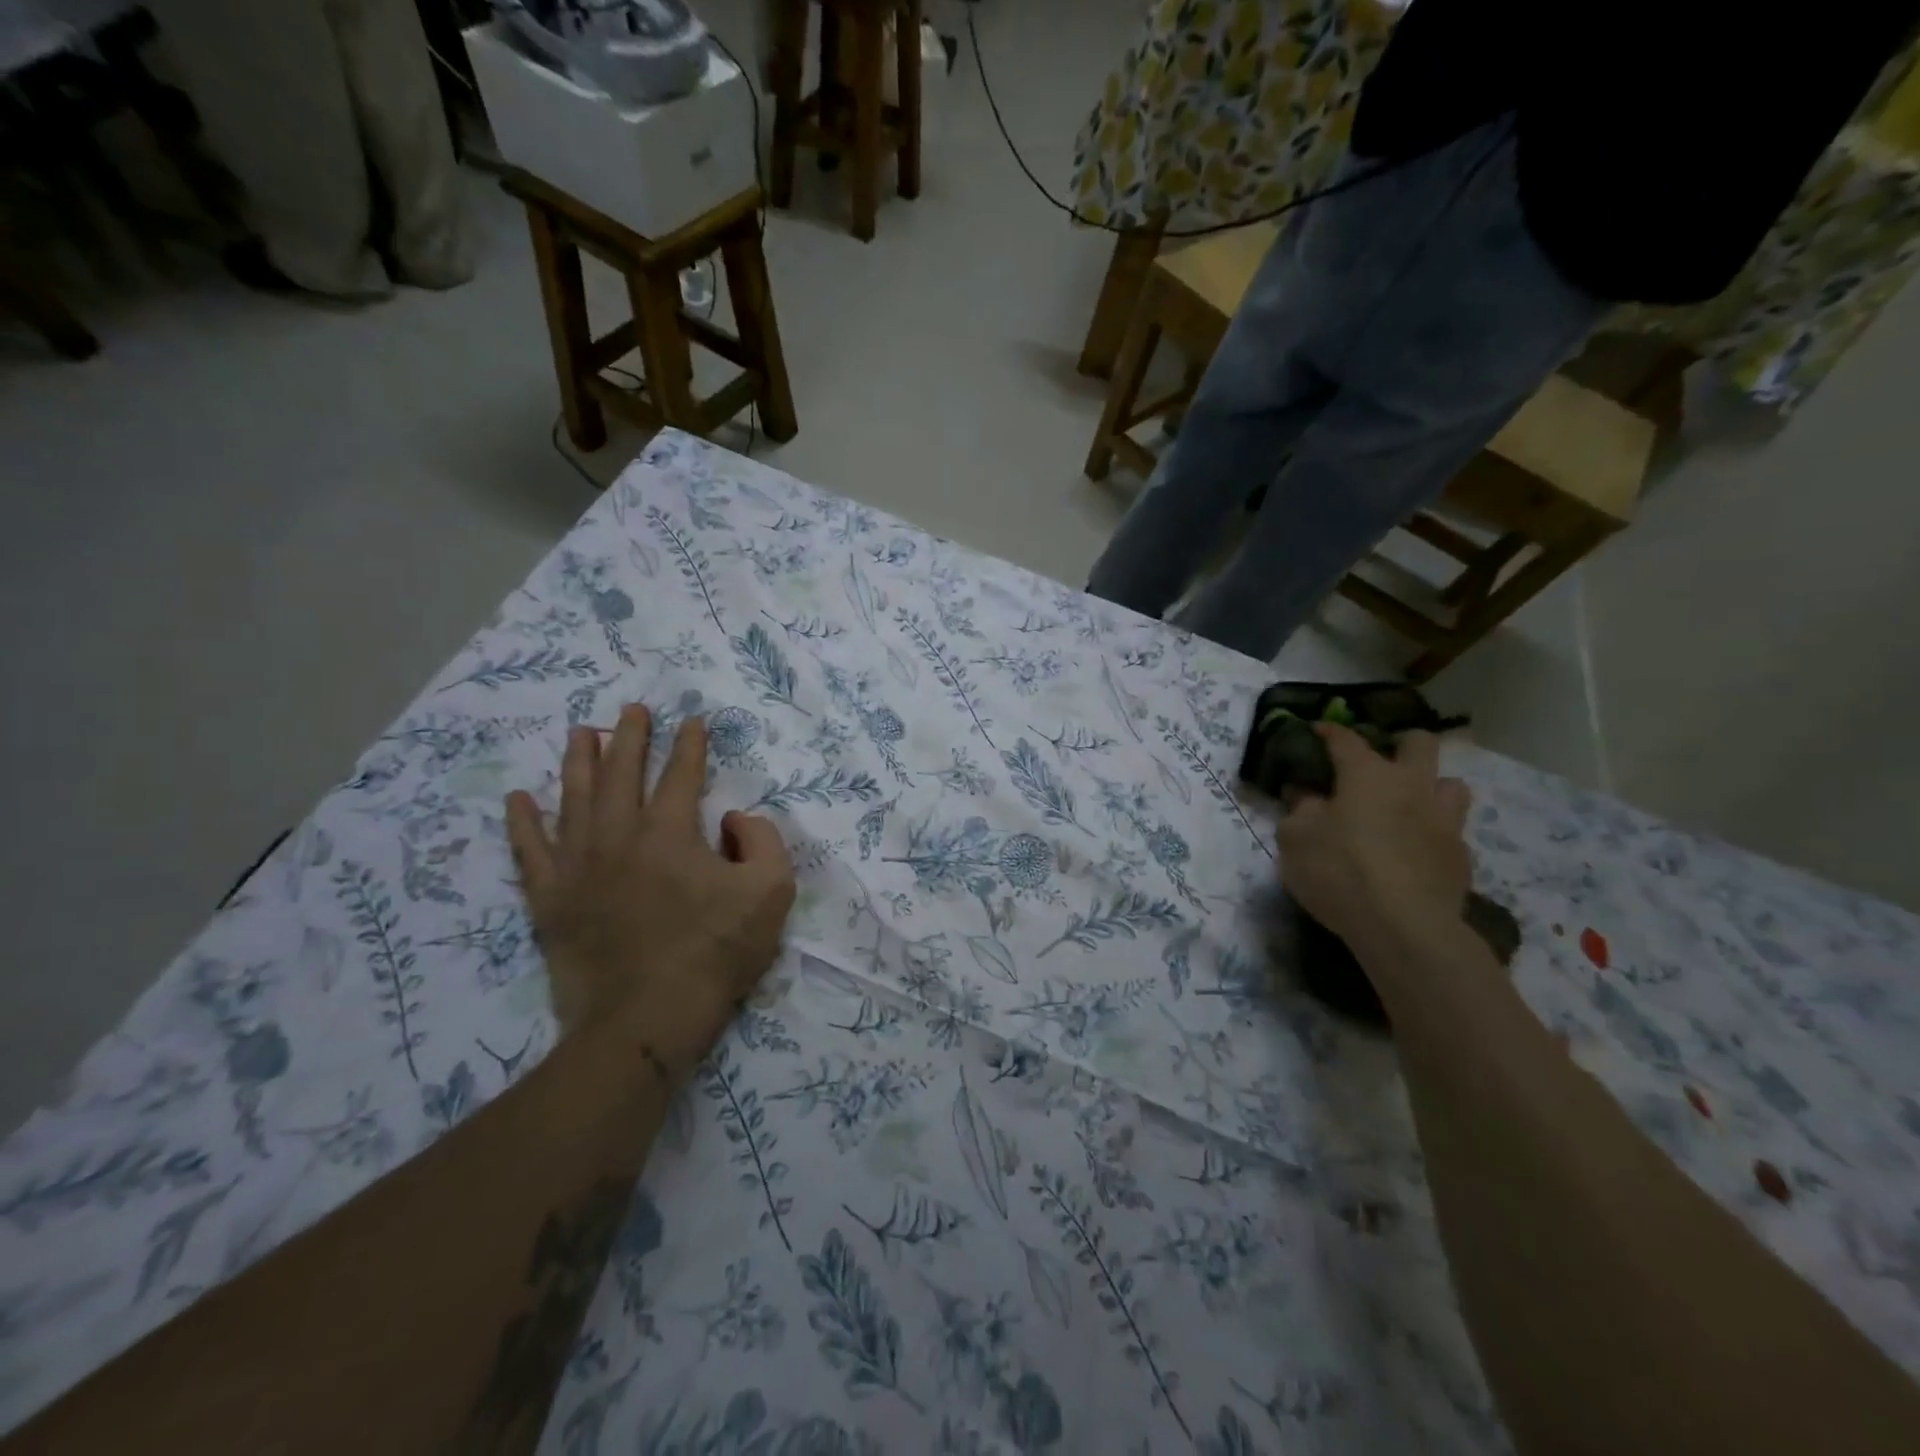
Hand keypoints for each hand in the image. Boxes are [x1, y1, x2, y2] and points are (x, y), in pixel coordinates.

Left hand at [504, 707, 795, 1081]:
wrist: (646, 1020)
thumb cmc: (714, 953)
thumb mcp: (771, 892)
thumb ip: (762, 840)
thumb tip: (730, 821)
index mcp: (670, 831)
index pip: (681, 774)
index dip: (690, 745)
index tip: (693, 721)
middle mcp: (618, 835)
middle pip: (621, 772)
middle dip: (630, 737)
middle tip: (633, 710)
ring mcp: (577, 865)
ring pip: (574, 798)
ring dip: (579, 761)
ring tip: (582, 732)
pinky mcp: (550, 899)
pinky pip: (529, 850)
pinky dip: (523, 822)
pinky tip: (518, 799)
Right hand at [1277, 725, 1472, 945]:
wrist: (1403, 927)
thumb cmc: (1339, 871)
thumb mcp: (1294, 838)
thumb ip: (1299, 809)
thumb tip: (1305, 793)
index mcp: (1367, 775)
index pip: (1346, 739)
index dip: (1329, 731)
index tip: (1317, 729)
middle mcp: (1412, 786)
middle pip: (1419, 743)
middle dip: (1399, 743)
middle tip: (1379, 762)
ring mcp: (1444, 820)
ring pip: (1451, 784)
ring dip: (1429, 787)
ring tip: (1408, 805)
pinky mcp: (1461, 856)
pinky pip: (1450, 831)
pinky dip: (1431, 833)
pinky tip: (1414, 851)